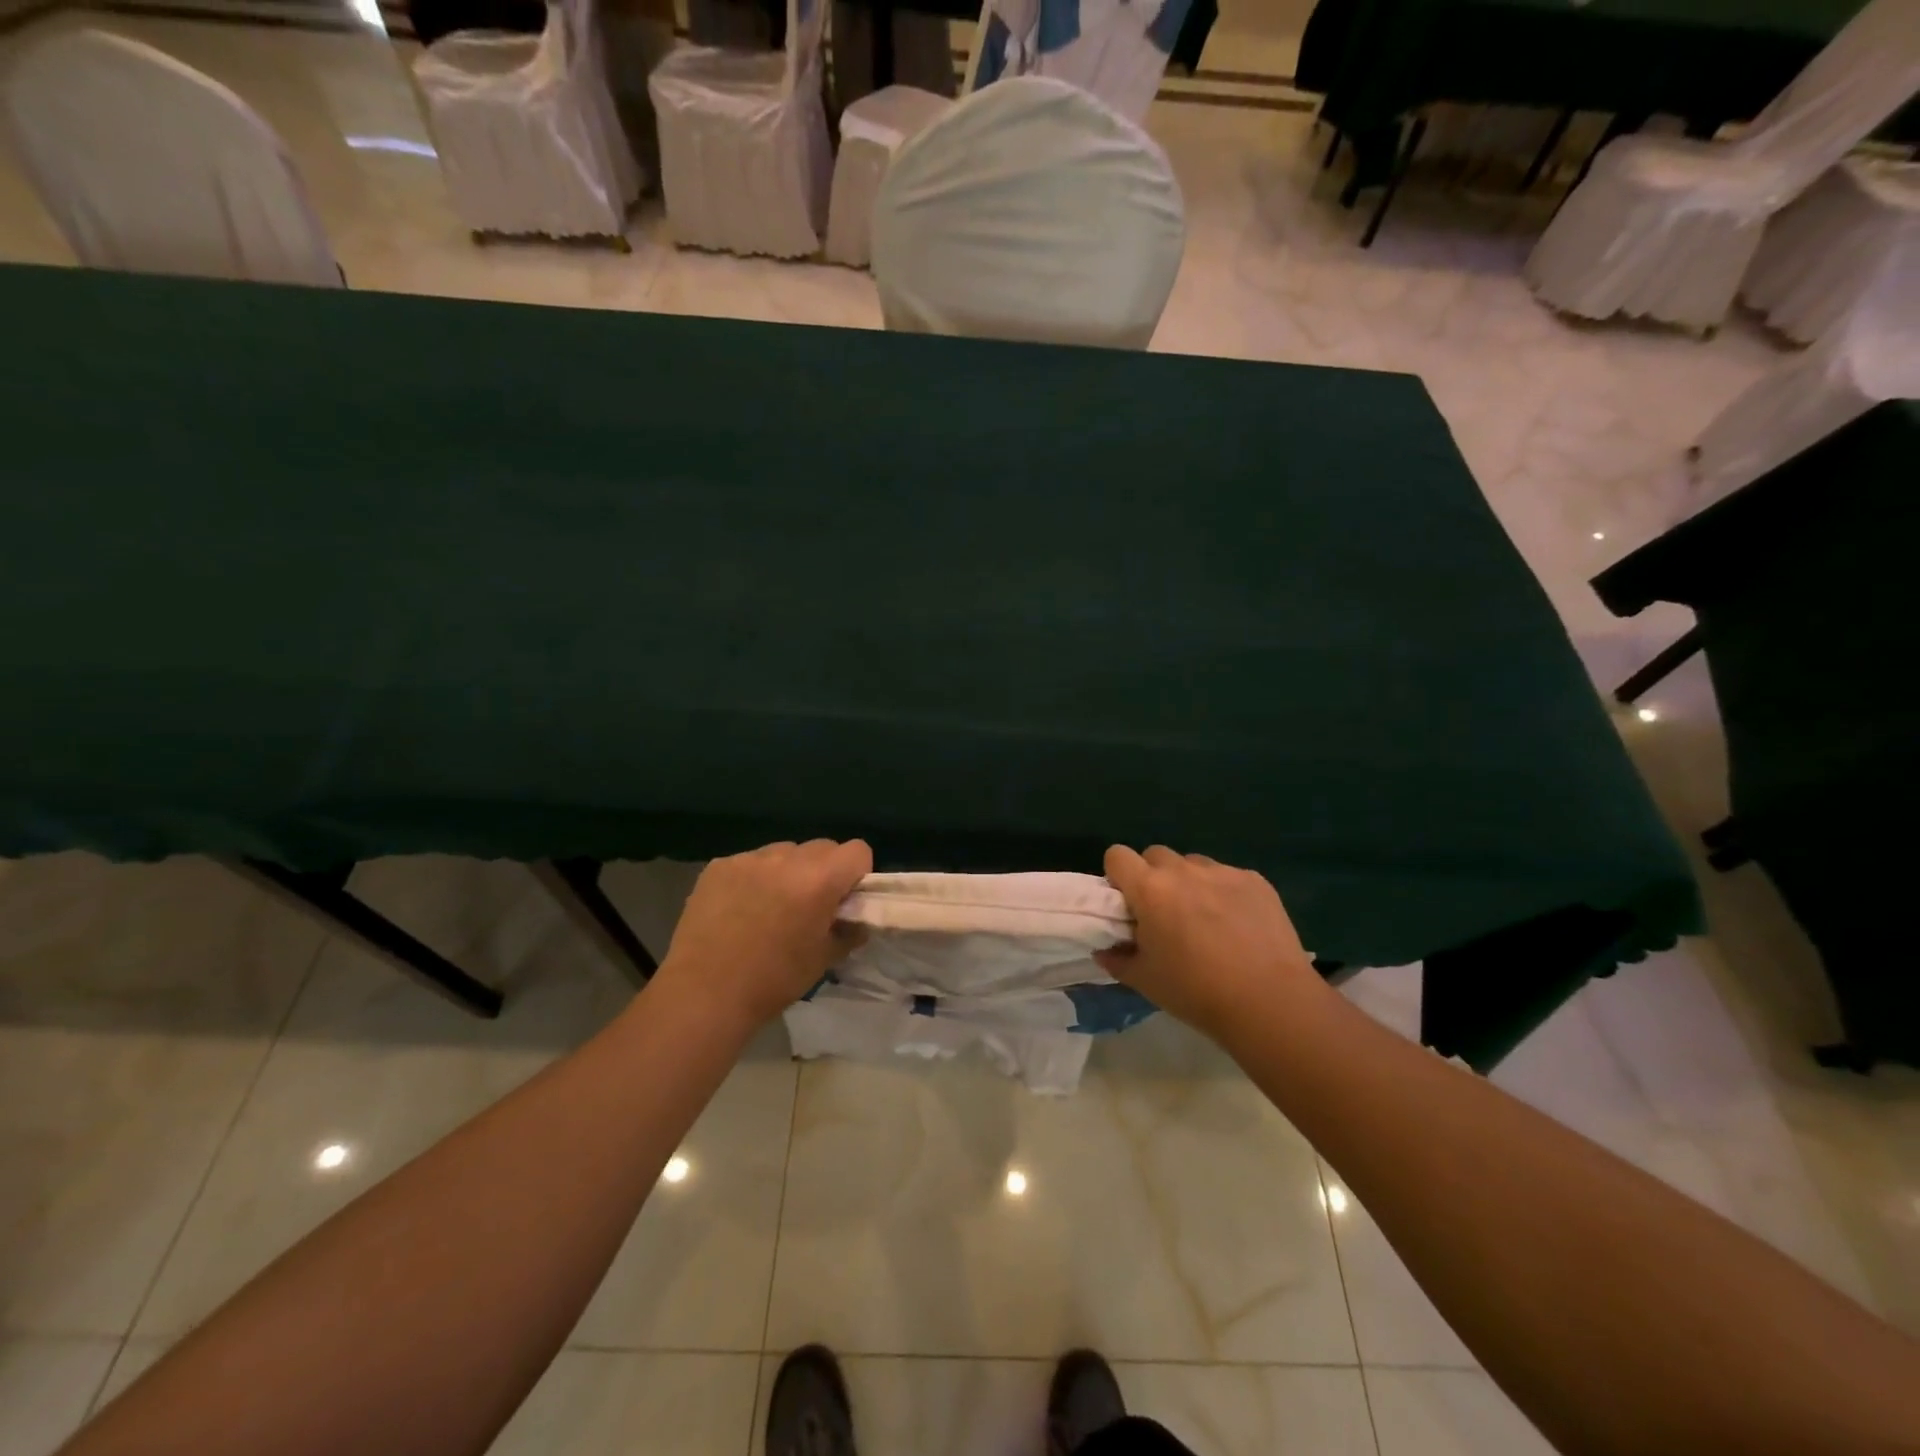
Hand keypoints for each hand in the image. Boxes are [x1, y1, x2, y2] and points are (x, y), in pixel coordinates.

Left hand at [656, 839, 872, 1028]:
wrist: (704, 994)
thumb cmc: (773, 980)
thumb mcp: (824, 959)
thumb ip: (849, 931)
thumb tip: (858, 920)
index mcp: (819, 879)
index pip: (858, 850)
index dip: (857, 873)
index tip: (844, 900)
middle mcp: (786, 858)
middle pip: (822, 847)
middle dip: (824, 870)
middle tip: (809, 905)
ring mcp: (749, 859)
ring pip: (784, 852)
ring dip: (788, 872)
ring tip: (770, 907)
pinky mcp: (718, 866)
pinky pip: (750, 862)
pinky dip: (754, 878)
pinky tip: (739, 909)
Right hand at [1096, 845, 1326, 1043]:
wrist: (1269, 1002)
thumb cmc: (1196, 991)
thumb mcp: (1145, 981)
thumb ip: (1117, 959)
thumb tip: (1104, 950)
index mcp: (1149, 889)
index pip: (1117, 855)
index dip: (1118, 875)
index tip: (1128, 902)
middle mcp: (1183, 870)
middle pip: (1155, 855)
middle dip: (1153, 877)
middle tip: (1164, 913)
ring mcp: (1222, 872)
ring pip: (1193, 864)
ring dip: (1189, 882)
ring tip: (1205, 919)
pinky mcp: (1255, 880)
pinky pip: (1228, 876)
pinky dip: (1224, 893)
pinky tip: (1239, 926)